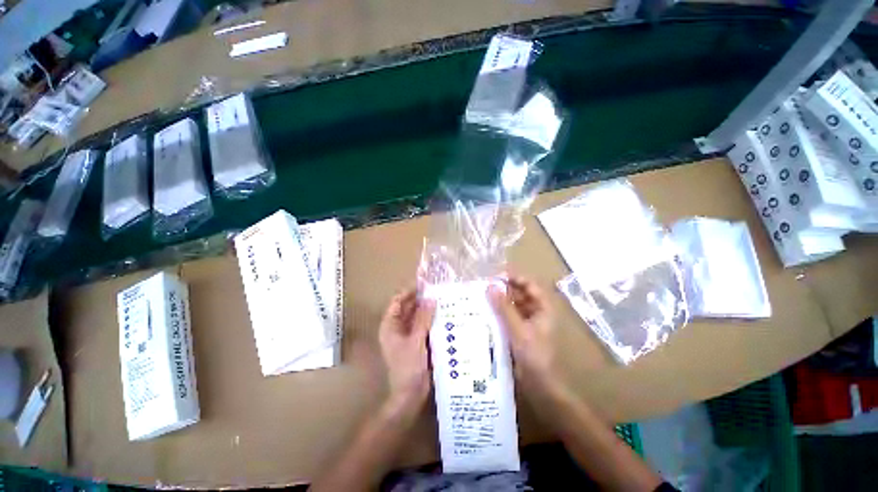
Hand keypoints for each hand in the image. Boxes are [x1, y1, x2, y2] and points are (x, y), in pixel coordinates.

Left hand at [378, 288, 435, 412]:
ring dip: (427, 309)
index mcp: (390, 326)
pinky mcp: (416, 341)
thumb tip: (431, 299)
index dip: (409, 291)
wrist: (410, 394)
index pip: (397, 302)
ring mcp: (407, 335)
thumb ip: (423, 319)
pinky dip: (430, 320)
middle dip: (420, 299)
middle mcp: (397, 328)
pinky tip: (442, 315)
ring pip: (416, 316)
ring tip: (441, 299)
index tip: (424, 284)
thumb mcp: (416, 341)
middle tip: (437, 290)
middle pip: (407, 308)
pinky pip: (423, 326)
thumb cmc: (408, 367)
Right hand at [488, 276, 556, 388]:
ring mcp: (529, 322)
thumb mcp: (517, 329)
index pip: (529, 285)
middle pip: (521, 294)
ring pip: (514, 305)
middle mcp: (537, 312)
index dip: (514, 278)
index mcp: (543, 308)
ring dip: (501, 301)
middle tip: (485, 288)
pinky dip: (500, 313)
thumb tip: (490, 286)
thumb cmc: (534, 355)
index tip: (496, 277)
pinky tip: (488, 313)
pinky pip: (510, 316)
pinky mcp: (521, 331)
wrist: (541, 385)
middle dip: (505, 290)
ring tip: (483, 298)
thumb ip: (504, 307)